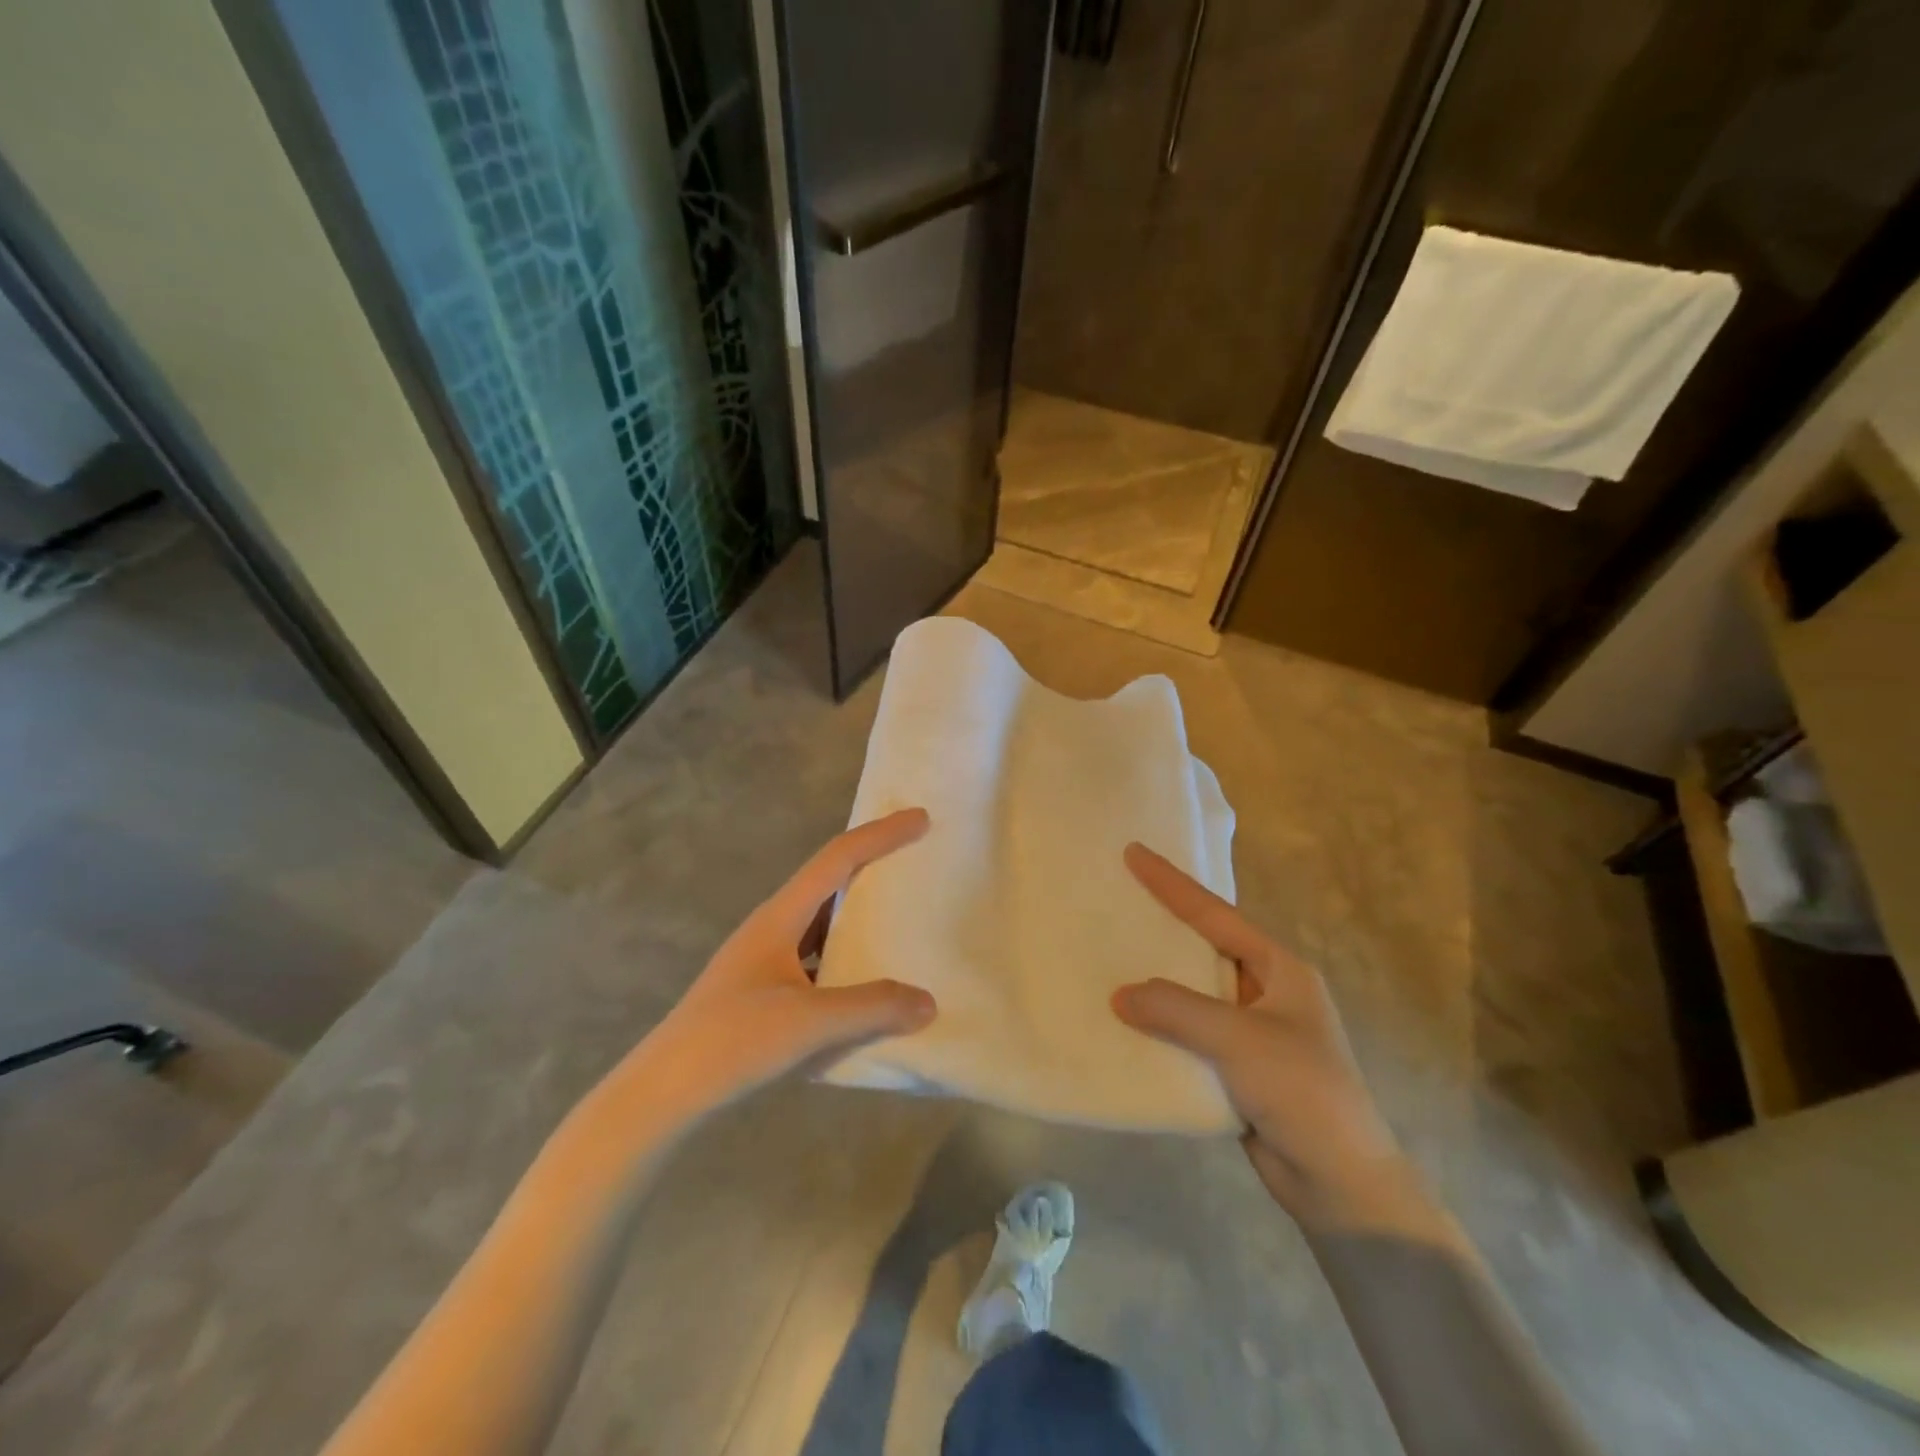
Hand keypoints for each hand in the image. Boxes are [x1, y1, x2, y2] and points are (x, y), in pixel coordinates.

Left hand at [625, 809, 937, 1115]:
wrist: (663, 1093)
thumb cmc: (733, 1041)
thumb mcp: (809, 1022)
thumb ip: (872, 1008)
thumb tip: (928, 1001)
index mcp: (780, 916)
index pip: (838, 858)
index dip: (881, 834)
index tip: (921, 819)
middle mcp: (773, 928)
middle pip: (831, 881)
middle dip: (873, 866)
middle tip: (917, 861)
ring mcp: (766, 961)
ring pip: (824, 924)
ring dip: (861, 916)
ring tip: (902, 920)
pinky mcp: (763, 993)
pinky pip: (818, 961)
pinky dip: (848, 960)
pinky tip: (868, 984)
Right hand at [1113, 845, 1447, 1240]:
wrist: (1341, 1183)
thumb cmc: (1302, 1090)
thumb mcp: (1238, 1039)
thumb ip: (1176, 1009)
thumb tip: (1119, 996)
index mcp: (1280, 969)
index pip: (1216, 915)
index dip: (1172, 884)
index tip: (1134, 852)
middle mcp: (1266, 992)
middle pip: (1204, 947)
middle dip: (1163, 926)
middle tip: (1118, 899)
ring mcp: (1252, 1031)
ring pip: (1193, 993)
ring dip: (1157, 981)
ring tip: (1110, 956)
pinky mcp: (1238, 1067)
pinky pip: (1190, 1033)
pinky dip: (1161, 1025)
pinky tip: (1126, 1020)